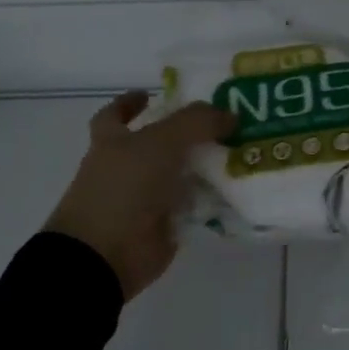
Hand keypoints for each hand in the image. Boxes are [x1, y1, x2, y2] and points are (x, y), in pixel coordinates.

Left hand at [46, 92, 233, 301]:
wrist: (105, 256)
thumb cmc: (123, 188)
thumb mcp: (162, 141)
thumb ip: (197, 122)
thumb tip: (231, 115)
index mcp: (112, 142)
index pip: (116, 115)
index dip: (130, 103)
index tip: (152, 94)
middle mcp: (126, 168)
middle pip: (159, 144)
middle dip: (187, 135)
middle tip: (223, 124)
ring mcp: (144, 199)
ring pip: (181, 175)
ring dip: (206, 166)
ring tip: (243, 152)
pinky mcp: (164, 226)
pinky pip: (194, 206)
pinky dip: (213, 199)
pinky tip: (240, 188)